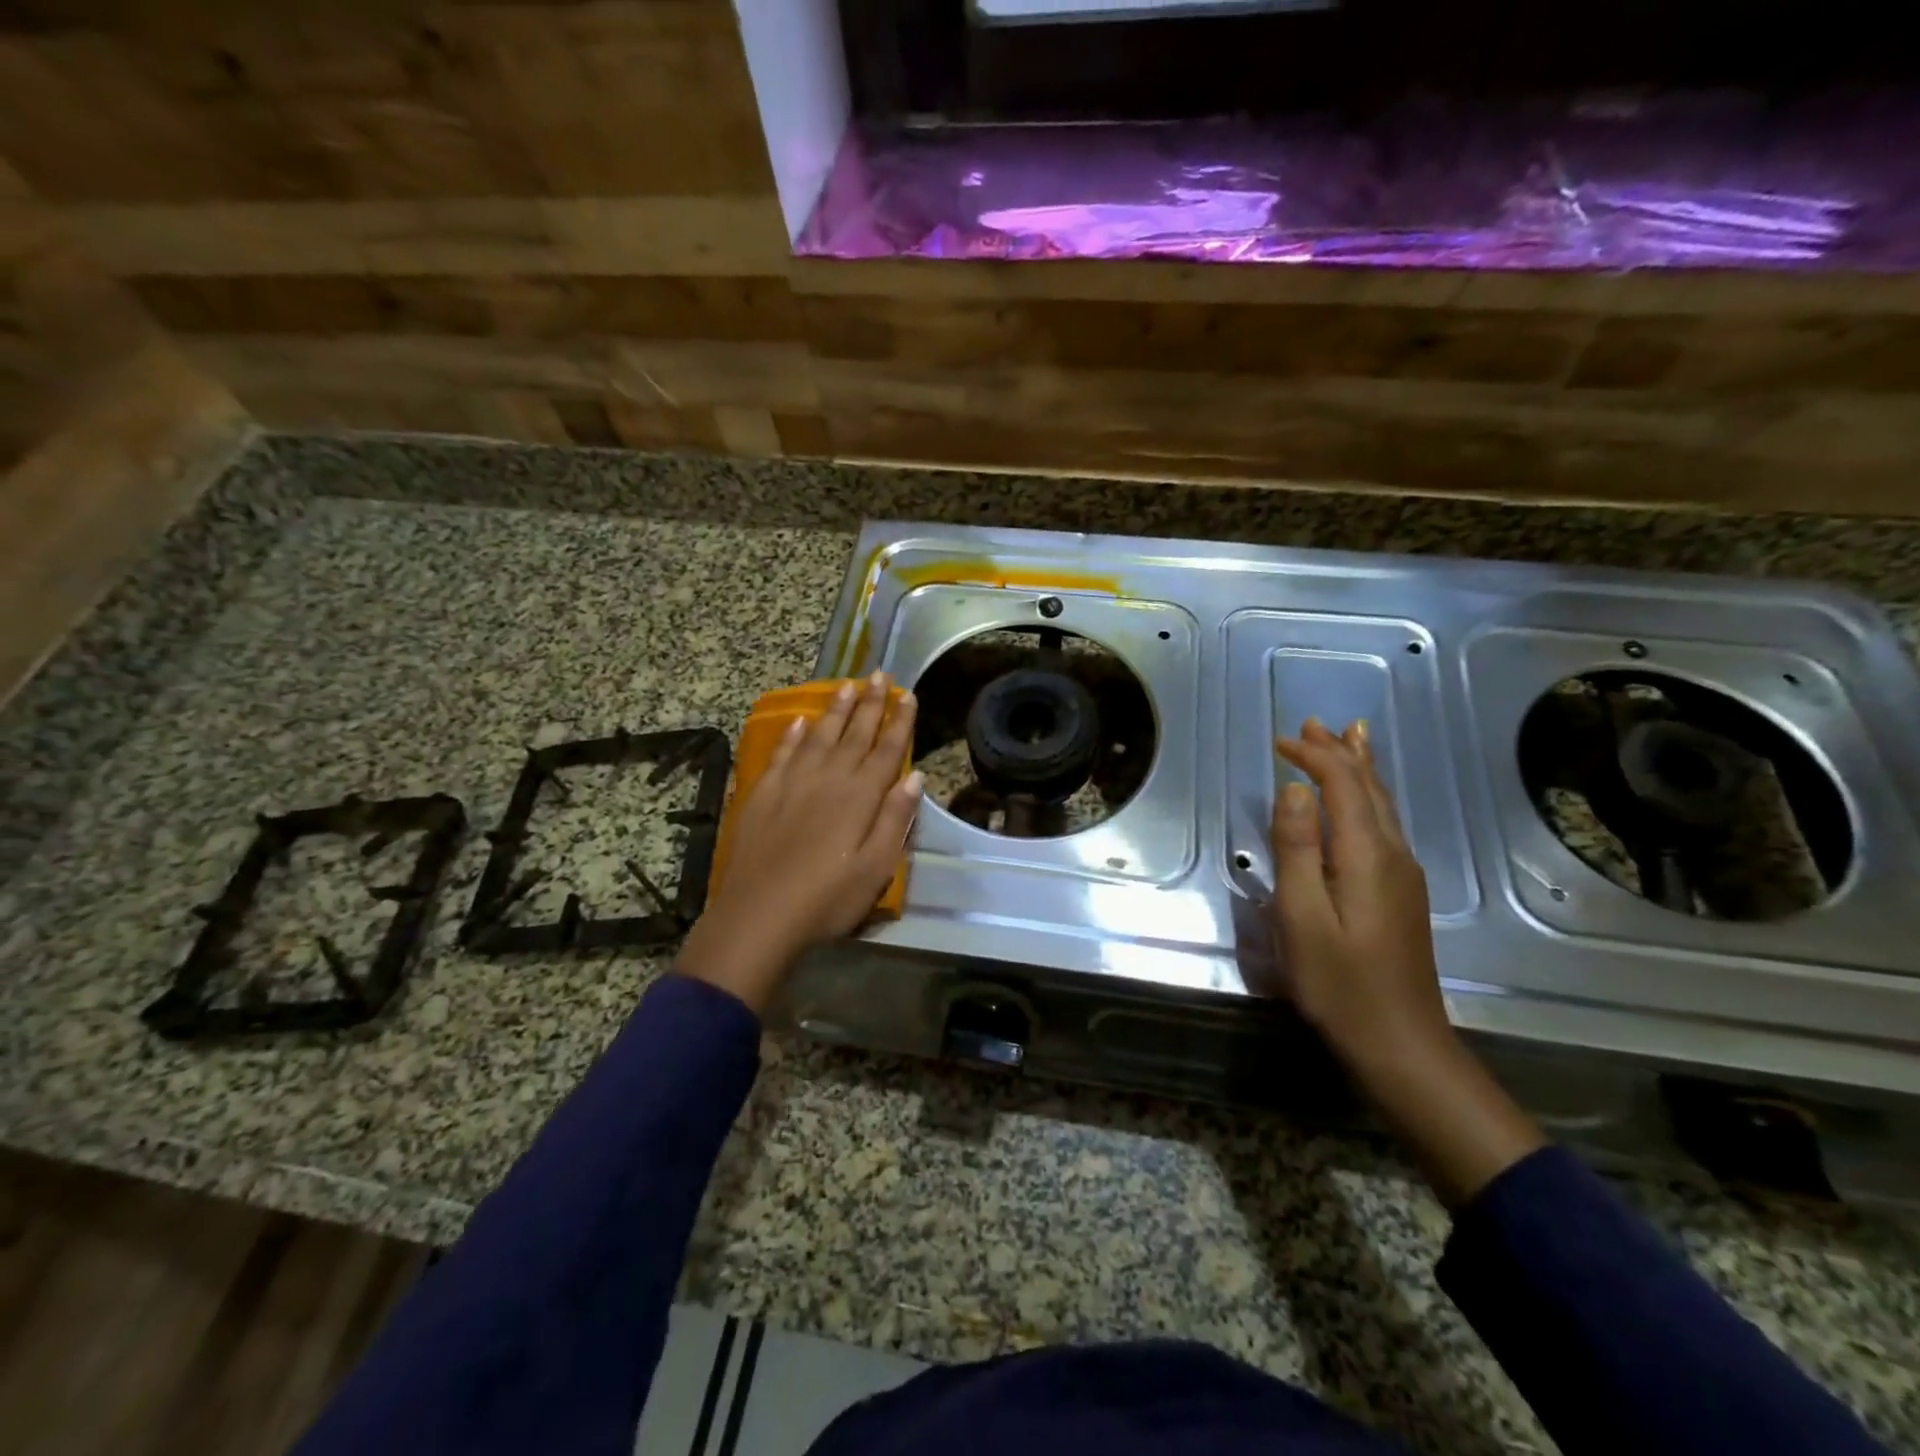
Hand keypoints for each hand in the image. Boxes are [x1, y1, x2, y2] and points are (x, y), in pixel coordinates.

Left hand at [677, 672, 923, 1013]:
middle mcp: (829, 779)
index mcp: (860, 797)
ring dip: (835, 710)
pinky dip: (793, 736)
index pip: (886, 750)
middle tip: (880, 674)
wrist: (760, 916)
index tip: (908, 695)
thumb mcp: (877, 867)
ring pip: (819, 736)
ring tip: (847, 685)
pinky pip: (782, 754)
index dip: (899, 722)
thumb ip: (895, 819)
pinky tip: (800, 722)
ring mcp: (793, 783)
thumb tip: (915, 776)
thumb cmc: (828, 899)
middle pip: (854, 734)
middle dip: (870, 703)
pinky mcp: (764, 794)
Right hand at [1270, 718, 1451, 1076]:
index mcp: (1367, 854)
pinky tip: (1361, 803)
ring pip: (1383, 806)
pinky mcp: (1402, 894)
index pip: (1342, 785)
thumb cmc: (1339, 982)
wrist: (1400, 1044)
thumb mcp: (1302, 916)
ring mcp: (1404, 875)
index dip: (1313, 757)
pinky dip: (1367, 798)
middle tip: (1314, 723)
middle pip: (1370, 788)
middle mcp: (1394, 854)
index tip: (1279, 741)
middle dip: (1341, 752)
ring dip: (1359, 770)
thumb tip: (1295, 789)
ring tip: (1347, 740)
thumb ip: (1297, 848)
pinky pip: (1384, 826)